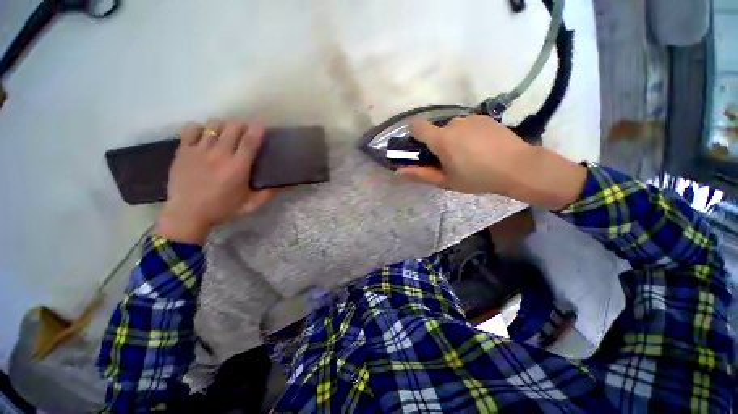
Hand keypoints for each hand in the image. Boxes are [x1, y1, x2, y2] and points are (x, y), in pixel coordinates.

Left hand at [155, 119, 273, 244]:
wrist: (186, 215)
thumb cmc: (222, 210)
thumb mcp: (250, 205)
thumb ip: (269, 194)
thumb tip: (288, 186)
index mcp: (238, 168)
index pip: (250, 141)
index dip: (257, 129)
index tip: (261, 125)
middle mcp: (219, 155)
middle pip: (232, 128)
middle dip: (241, 125)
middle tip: (245, 131)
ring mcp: (199, 151)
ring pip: (213, 125)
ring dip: (223, 126)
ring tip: (225, 133)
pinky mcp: (183, 151)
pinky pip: (191, 129)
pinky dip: (200, 128)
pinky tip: (204, 135)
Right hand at [397, 115, 586, 210]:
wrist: (518, 167)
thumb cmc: (477, 178)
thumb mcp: (446, 181)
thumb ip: (420, 174)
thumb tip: (398, 171)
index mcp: (441, 139)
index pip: (416, 125)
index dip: (414, 135)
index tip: (421, 148)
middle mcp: (453, 123)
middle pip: (436, 130)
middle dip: (438, 143)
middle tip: (451, 160)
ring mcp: (470, 118)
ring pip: (452, 127)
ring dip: (453, 139)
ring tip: (469, 155)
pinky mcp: (485, 117)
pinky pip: (467, 125)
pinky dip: (467, 134)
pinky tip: (481, 147)